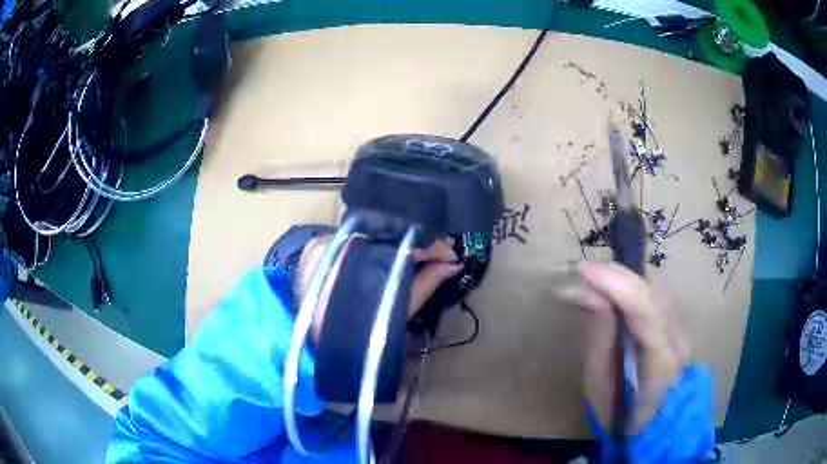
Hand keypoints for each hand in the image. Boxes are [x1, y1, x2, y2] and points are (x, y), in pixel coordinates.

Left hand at [296, 235, 461, 343]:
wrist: (316, 347)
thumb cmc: (360, 334)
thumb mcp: (398, 311)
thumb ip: (426, 283)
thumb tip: (453, 264)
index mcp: (362, 257)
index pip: (405, 239)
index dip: (432, 246)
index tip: (451, 258)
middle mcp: (339, 241)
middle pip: (387, 233)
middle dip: (413, 243)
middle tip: (434, 257)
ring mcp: (322, 241)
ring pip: (369, 233)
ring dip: (392, 243)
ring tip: (411, 256)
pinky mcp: (313, 246)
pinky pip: (351, 238)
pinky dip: (369, 246)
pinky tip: (381, 257)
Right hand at [577, 261, 687, 432]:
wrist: (653, 424)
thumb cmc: (620, 414)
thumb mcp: (599, 386)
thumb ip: (600, 338)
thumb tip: (592, 294)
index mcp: (661, 363)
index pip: (648, 312)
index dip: (618, 285)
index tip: (585, 271)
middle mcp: (678, 338)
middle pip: (654, 291)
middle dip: (617, 276)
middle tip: (582, 274)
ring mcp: (680, 329)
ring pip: (655, 288)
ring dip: (623, 278)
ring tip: (593, 279)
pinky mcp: (675, 325)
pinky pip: (653, 295)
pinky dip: (631, 286)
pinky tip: (612, 288)